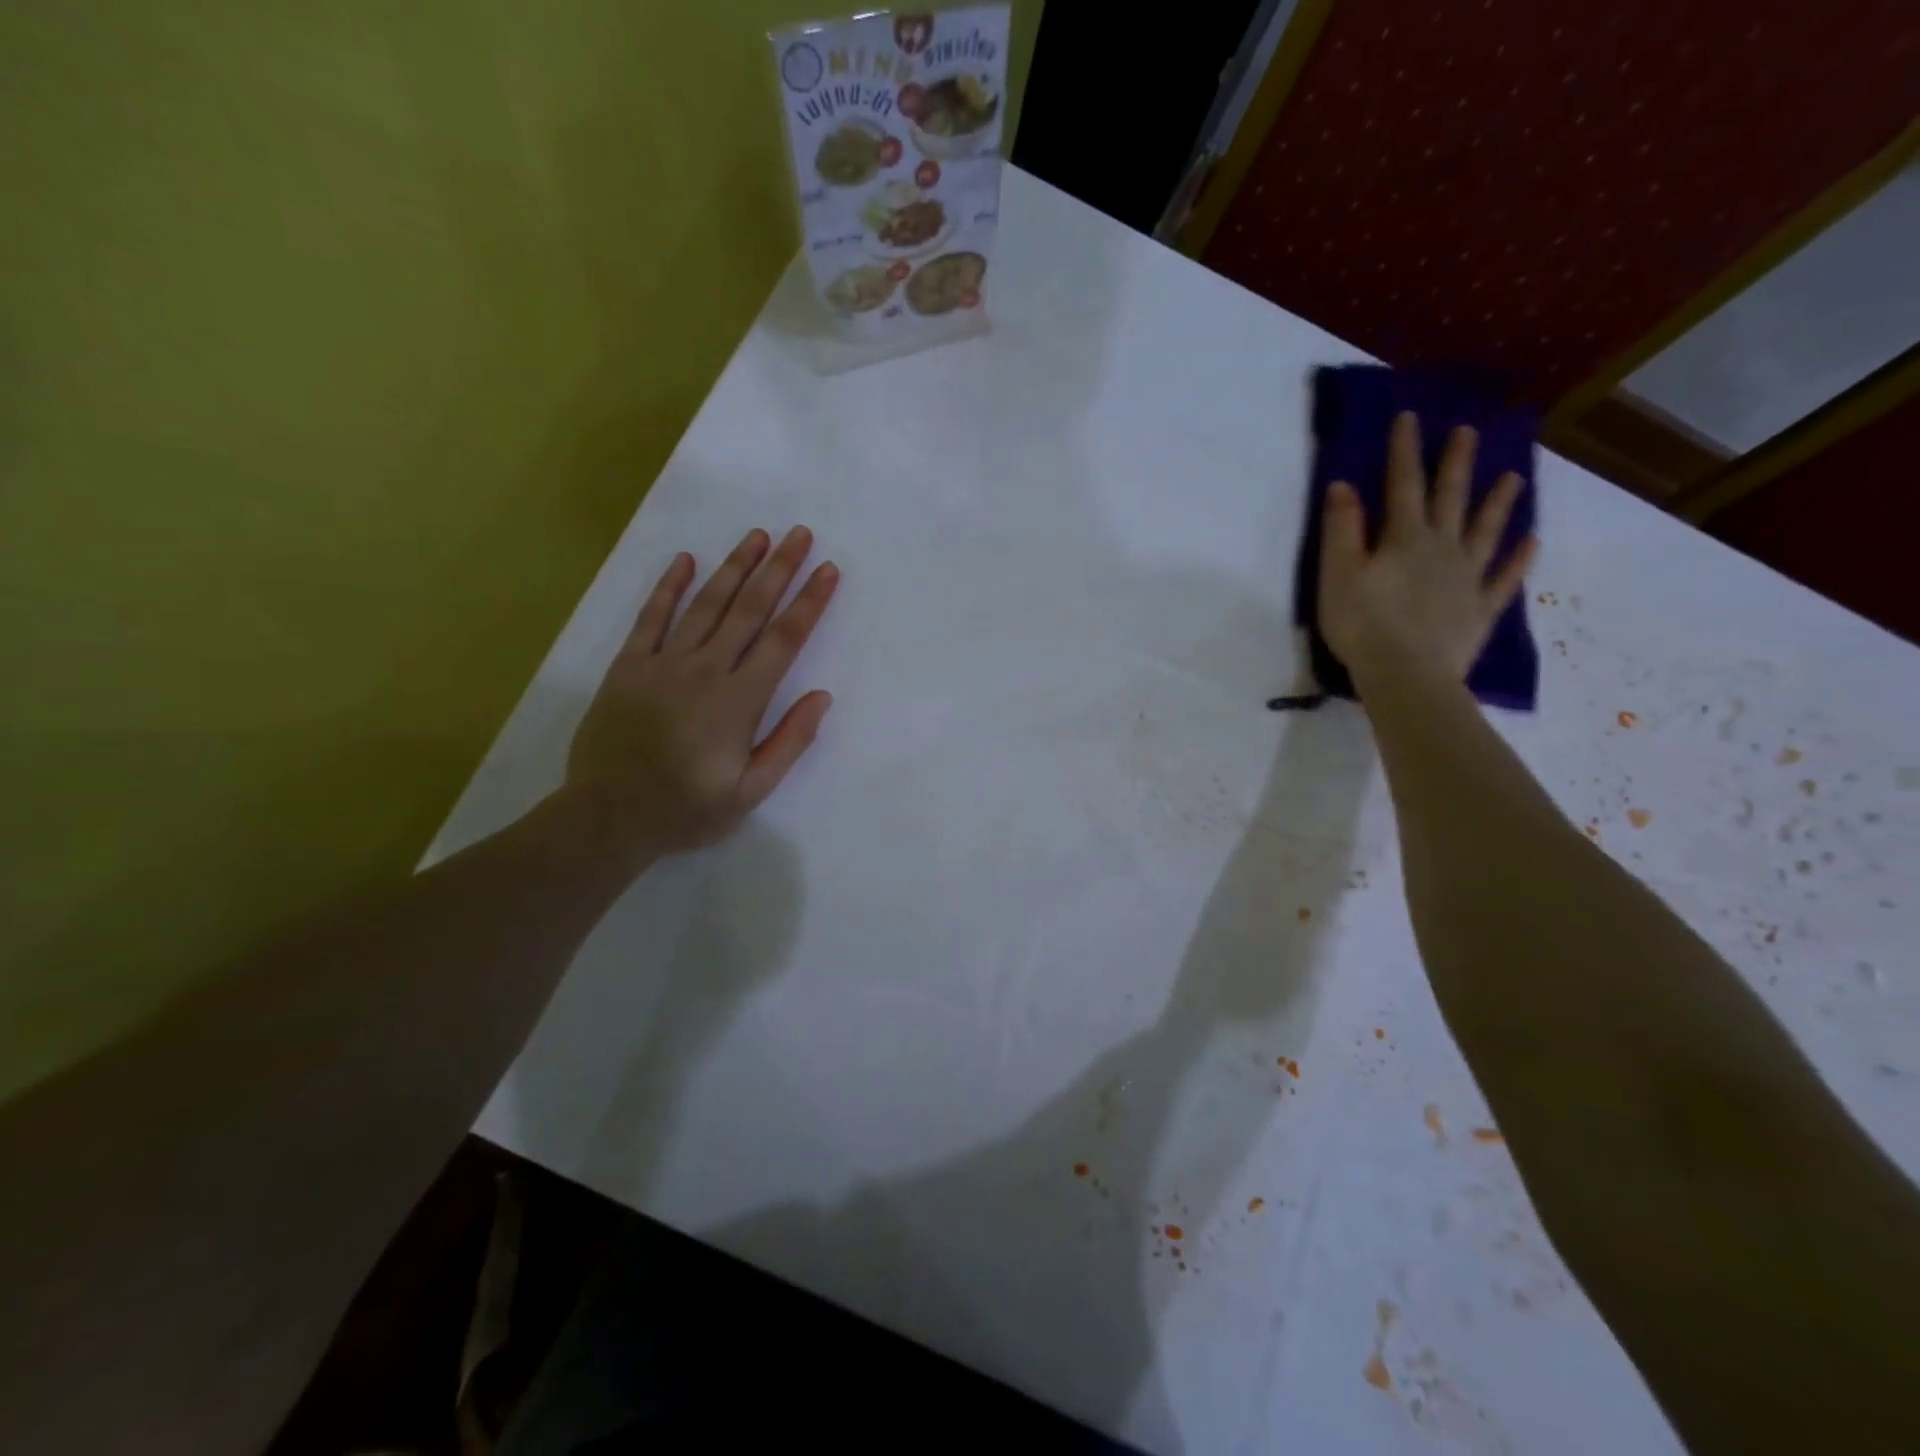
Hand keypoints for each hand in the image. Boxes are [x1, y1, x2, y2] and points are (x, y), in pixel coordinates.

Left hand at [562, 526, 838, 861]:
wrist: (609, 815)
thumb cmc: (688, 808)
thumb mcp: (751, 791)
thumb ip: (789, 741)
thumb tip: (821, 696)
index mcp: (740, 700)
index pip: (783, 640)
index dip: (809, 603)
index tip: (828, 571)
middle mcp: (705, 670)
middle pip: (749, 609)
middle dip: (779, 569)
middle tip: (799, 534)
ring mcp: (663, 663)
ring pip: (706, 604)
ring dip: (734, 567)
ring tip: (757, 536)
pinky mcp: (628, 666)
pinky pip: (650, 617)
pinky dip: (668, 587)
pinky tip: (685, 560)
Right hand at [1319, 411, 1536, 690]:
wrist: (1406, 676)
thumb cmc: (1363, 626)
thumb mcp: (1338, 575)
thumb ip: (1341, 530)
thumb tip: (1342, 485)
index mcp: (1405, 539)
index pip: (1403, 485)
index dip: (1405, 450)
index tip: (1410, 416)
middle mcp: (1442, 549)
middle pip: (1451, 499)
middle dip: (1456, 463)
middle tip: (1470, 431)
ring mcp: (1467, 579)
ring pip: (1485, 531)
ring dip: (1498, 503)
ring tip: (1513, 477)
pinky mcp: (1479, 610)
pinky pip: (1504, 578)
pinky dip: (1519, 559)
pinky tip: (1531, 542)